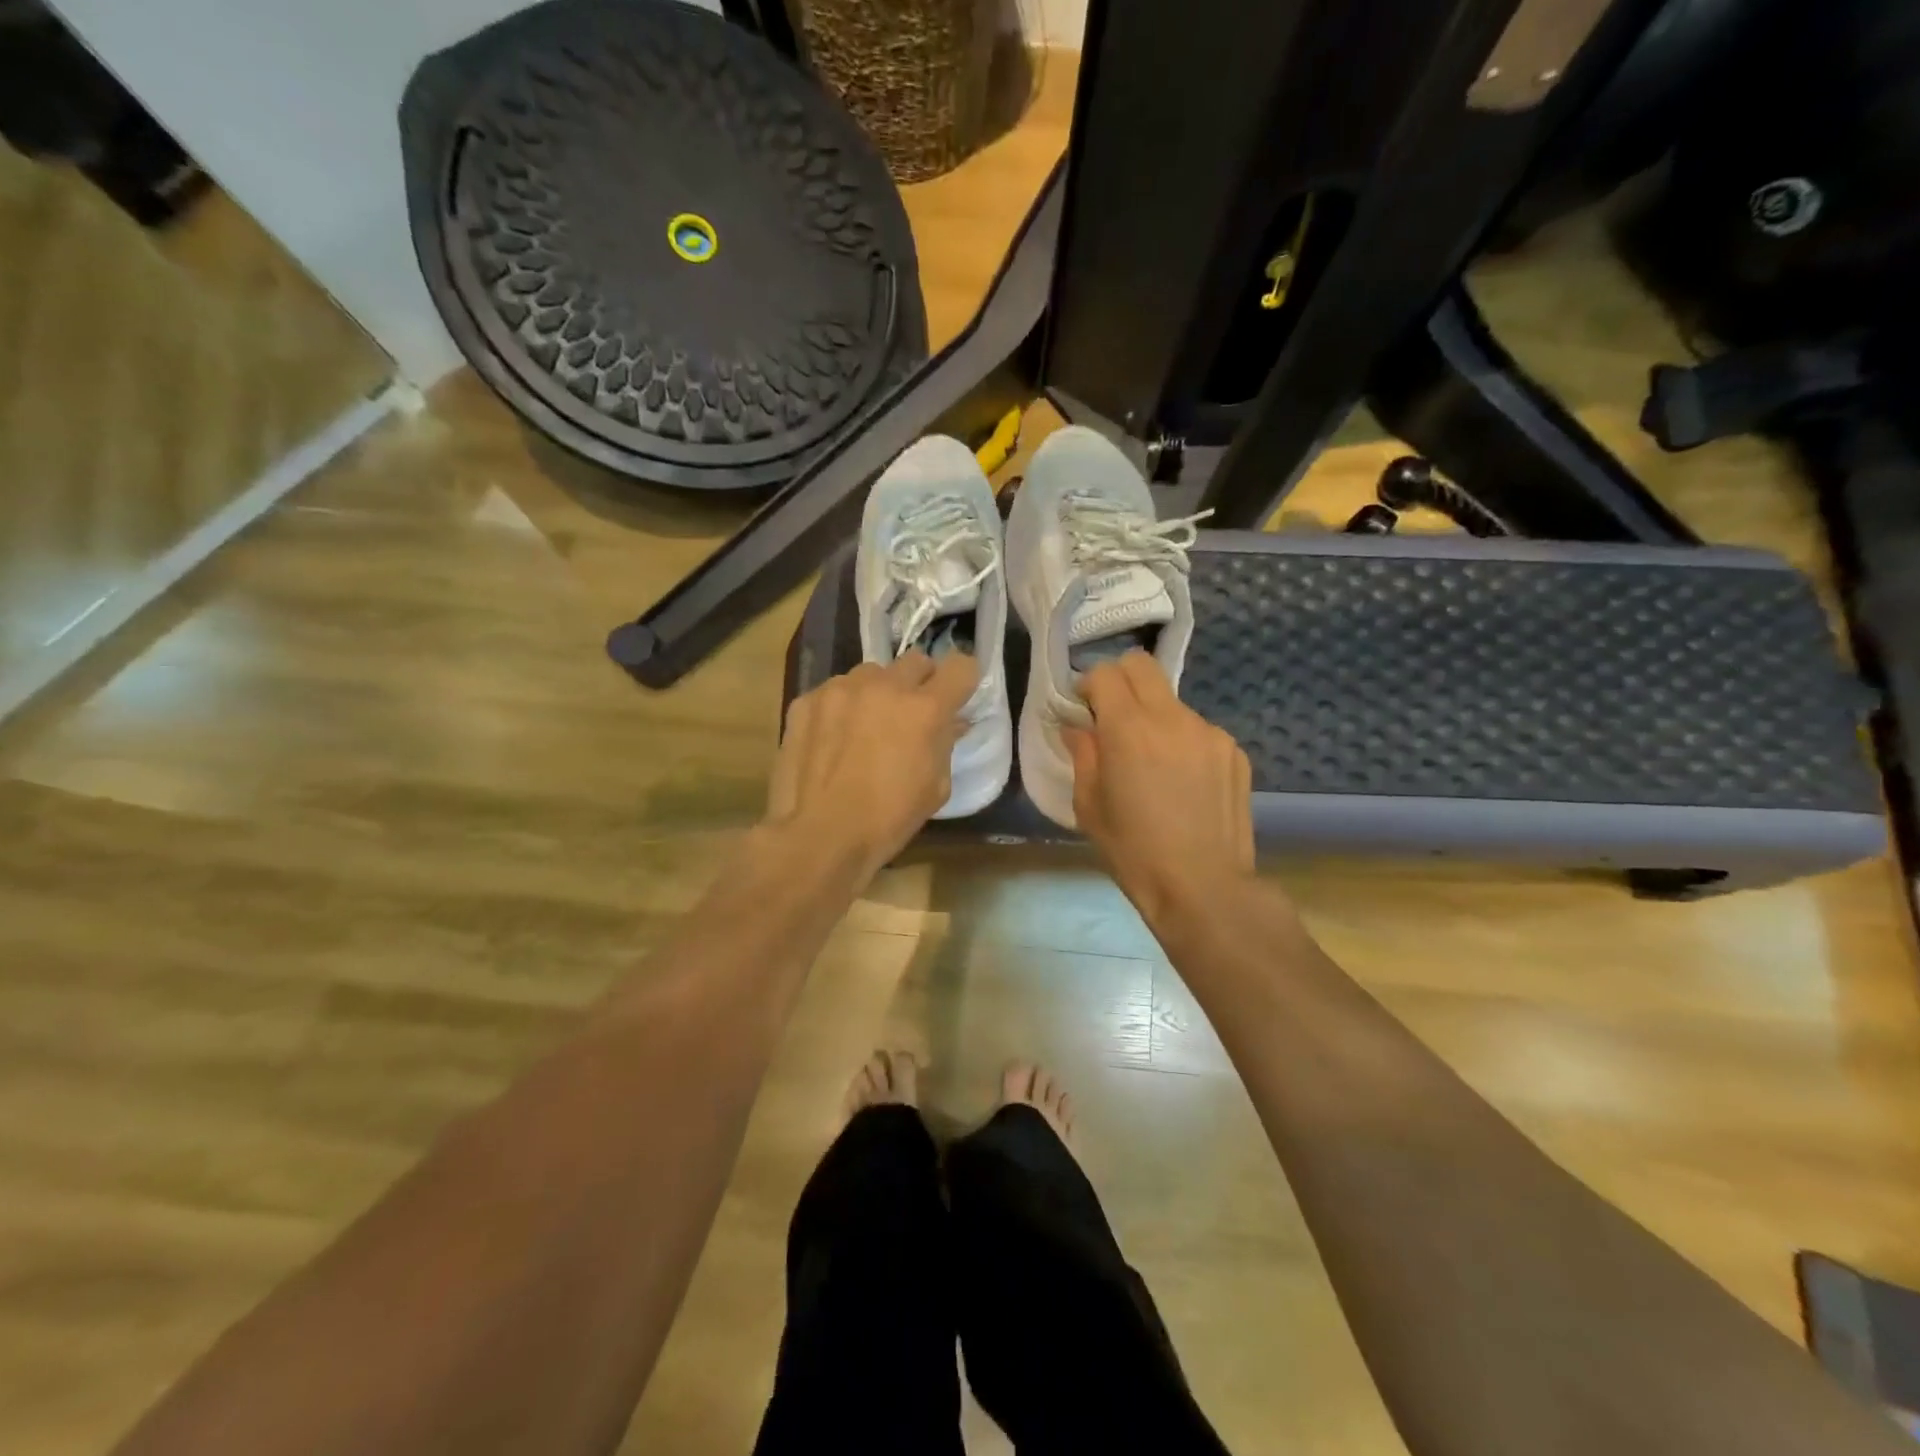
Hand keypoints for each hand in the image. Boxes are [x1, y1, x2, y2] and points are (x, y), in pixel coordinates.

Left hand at [765, 651, 979, 883]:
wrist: (821, 835)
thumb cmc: (889, 819)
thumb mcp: (936, 788)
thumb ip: (946, 744)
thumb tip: (952, 722)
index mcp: (925, 709)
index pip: (961, 666)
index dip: (961, 681)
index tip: (955, 698)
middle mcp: (885, 686)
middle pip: (915, 661)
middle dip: (920, 683)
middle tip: (910, 715)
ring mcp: (841, 688)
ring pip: (871, 673)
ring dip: (877, 693)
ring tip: (865, 727)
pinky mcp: (807, 699)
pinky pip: (835, 691)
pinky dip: (841, 707)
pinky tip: (832, 739)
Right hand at [1064, 652, 1254, 923]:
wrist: (1204, 888)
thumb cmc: (1134, 852)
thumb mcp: (1090, 806)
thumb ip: (1083, 755)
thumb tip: (1079, 728)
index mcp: (1129, 729)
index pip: (1105, 673)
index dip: (1088, 685)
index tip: (1084, 710)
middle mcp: (1172, 718)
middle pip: (1142, 665)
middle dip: (1120, 681)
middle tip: (1112, 717)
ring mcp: (1209, 732)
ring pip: (1172, 701)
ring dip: (1154, 716)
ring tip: (1153, 763)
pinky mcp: (1234, 751)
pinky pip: (1198, 730)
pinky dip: (1182, 742)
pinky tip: (1183, 783)